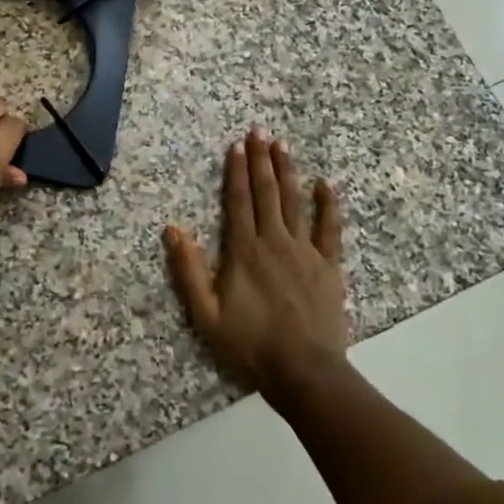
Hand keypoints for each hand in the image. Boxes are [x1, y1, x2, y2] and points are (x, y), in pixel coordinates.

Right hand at [163, 128, 347, 404]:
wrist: (304, 373)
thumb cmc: (250, 346)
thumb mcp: (206, 314)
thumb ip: (189, 271)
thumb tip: (172, 229)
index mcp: (244, 251)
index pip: (239, 201)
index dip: (236, 171)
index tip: (236, 146)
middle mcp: (275, 241)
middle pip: (267, 192)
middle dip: (261, 160)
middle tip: (259, 131)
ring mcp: (305, 252)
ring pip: (295, 202)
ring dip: (287, 171)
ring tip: (281, 145)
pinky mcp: (328, 266)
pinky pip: (330, 228)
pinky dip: (327, 204)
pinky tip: (325, 183)